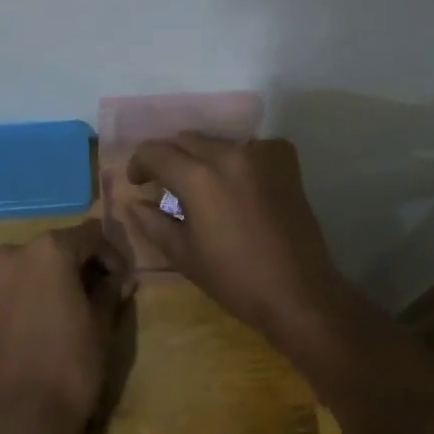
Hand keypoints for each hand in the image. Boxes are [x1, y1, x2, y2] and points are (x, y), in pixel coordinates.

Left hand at [0, 221, 134, 433]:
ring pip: (31, 266)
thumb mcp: (101, 325)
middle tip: (99, 293)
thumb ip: (110, 290)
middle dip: (80, 265)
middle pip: (57, 248)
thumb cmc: (70, 366)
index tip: (122, 282)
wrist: (17, 419)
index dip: (111, 256)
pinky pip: (10, 287)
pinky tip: (41, 322)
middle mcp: (15, 252)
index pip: (90, 236)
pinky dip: (28, 294)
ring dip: (52, 279)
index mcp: (50, 249)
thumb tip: (121, 278)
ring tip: (69, 308)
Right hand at [115, 136, 344, 347]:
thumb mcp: (184, 255)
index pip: (155, 152)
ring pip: (217, 142)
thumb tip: (134, 203)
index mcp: (197, 177)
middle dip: (169, 157)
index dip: (139, 163)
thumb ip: (153, 222)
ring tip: (202, 184)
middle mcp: (227, 154)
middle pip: (185, 140)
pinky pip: (250, 147)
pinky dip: (236, 158)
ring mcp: (259, 154)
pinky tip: (237, 181)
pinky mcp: (284, 161)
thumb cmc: (235, 279)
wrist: (299, 293)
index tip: (138, 182)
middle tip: (164, 183)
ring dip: (201, 156)